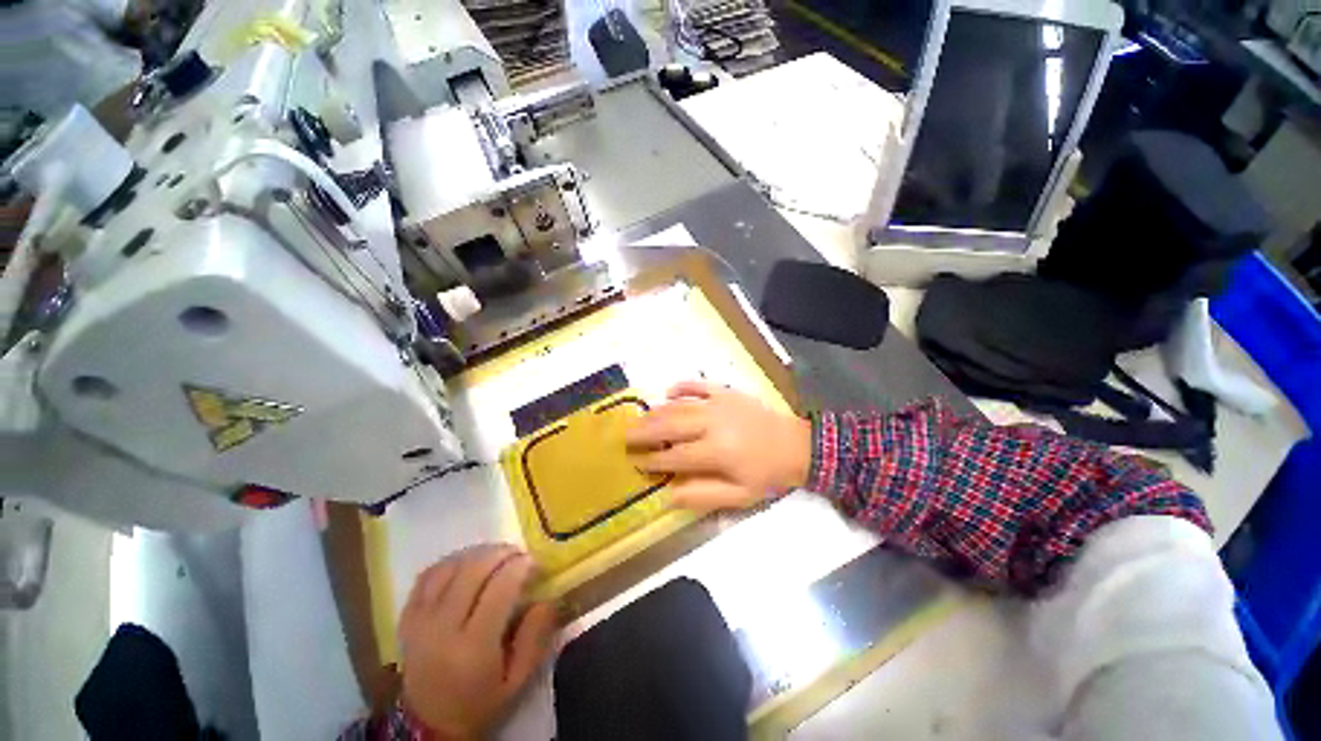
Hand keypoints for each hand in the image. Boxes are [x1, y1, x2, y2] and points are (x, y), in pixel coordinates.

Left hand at [399, 544, 556, 738]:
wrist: (428, 725)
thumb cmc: (480, 703)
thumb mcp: (517, 682)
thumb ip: (535, 639)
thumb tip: (547, 598)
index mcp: (473, 647)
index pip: (499, 588)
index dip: (520, 566)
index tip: (535, 562)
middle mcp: (442, 628)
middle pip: (473, 570)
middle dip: (502, 553)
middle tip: (519, 555)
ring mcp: (420, 620)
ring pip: (451, 566)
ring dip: (479, 553)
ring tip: (497, 557)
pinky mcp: (407, 617)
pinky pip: (428, 575)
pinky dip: (452, 561)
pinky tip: (468, 564)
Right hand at [625, 381, 811, 509]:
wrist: (797, 445)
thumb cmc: (767, 474)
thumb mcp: (740, 495)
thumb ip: (703, 495)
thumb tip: (669, 494)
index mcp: (717, 451)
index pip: (675, 456)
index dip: (653, 460)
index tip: (636, 462)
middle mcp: (713, 424)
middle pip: (670, 426)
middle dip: (645, 432)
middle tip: (626, 437)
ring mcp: (719, 404)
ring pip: (679, 406)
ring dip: (656, 412)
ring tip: (639, 419)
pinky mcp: (726, 392)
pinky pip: (699, 385)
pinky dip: (682, 386)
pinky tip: (668, 392)